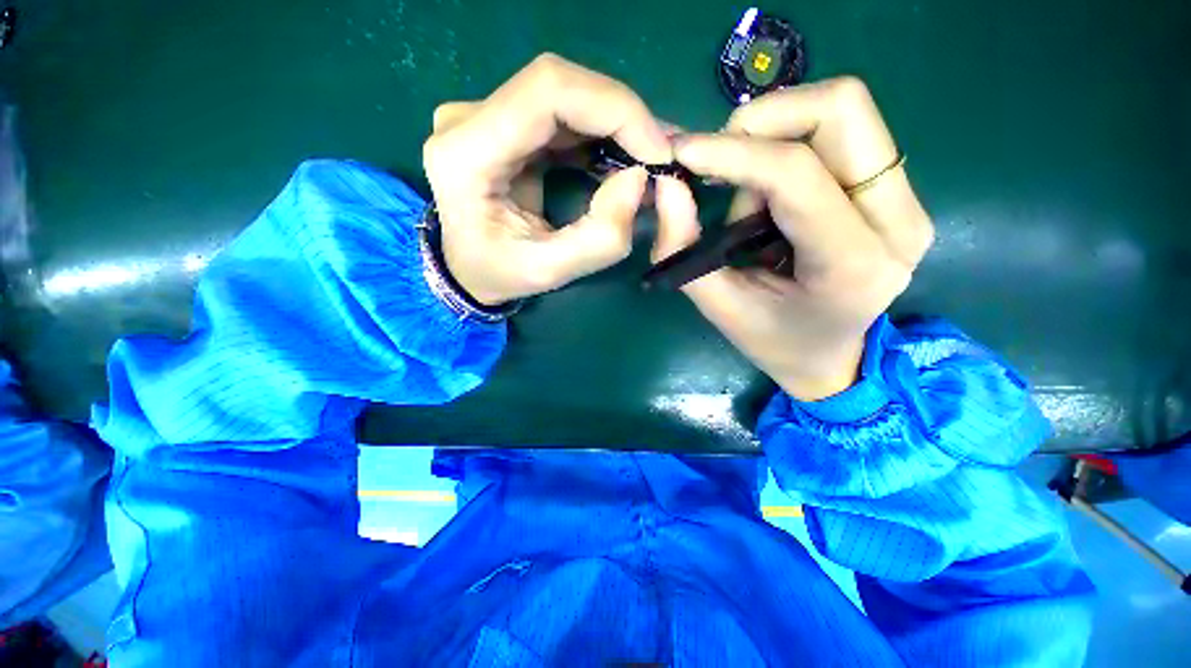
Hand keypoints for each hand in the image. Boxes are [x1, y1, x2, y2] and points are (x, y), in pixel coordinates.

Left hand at [423, 53, 672, 305]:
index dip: (615, 110)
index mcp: (466, 153)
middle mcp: (468, 120)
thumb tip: (638, 179)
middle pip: (562, 86)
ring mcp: (486, 116)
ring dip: (616, 125)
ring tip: (647, 161)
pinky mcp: (506, 124)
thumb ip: (599, 238)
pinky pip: (564, 114)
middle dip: (623, 118)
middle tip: (659, 159)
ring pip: (568, 95)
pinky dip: (602, 134)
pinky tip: (622, 160)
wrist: (467, 268)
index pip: (549, 91)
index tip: (657, 152)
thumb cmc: (498, 274)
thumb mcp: (549, 272)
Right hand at [654, 77, 933, 400]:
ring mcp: (908, 200)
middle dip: (763, 120)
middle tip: (719, 160)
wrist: (831, 357)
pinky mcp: (898, 191)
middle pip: (841, 109)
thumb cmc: (773, 340)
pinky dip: (790, 146)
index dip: (732, 153)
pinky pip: (843, 132)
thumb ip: (684, 249)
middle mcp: (898, 221)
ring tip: (747, 197)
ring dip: (774, 137)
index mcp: (851, 266)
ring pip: (844, 112)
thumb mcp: (718, 305)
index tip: (682, 152)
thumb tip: (667, 185)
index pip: (796, 175)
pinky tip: (769, 194)